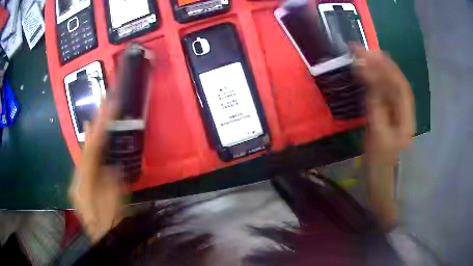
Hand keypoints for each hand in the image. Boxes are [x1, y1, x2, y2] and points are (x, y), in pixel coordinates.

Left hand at [68, 99, 124, 242]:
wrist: (106, 241)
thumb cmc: (111, 225)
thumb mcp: (114, 204)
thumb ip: (110, 182)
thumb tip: (109, 165)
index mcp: (82, 186)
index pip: (91, 151)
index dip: (100, 128)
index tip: (109, 107)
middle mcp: (76, 181)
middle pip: (85, 150)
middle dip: (95, 127)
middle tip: (103, 104)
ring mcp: (78, 183)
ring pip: (84, 154)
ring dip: (91, 135)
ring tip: (96, 116)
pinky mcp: (82, 186)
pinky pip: (86, 162)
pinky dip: (89, 148)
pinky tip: (88, 137)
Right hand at [355, 48, 414, 165]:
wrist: (381, 177)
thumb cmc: (379, 162)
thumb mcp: (376, 135)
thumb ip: (376, 107)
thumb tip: (371, 80)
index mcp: (406, 119)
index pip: (400, 88)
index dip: (387, 70)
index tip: (371, 56)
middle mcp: (406, 112)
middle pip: (397, 83)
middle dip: (383, 65)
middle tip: (366, 51)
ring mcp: (399, 113)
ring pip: (392, 86)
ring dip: (380, 70)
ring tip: (366, 56)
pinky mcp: (391, 114)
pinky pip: (386, 93)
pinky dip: (377, 80)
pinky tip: (369, 72)